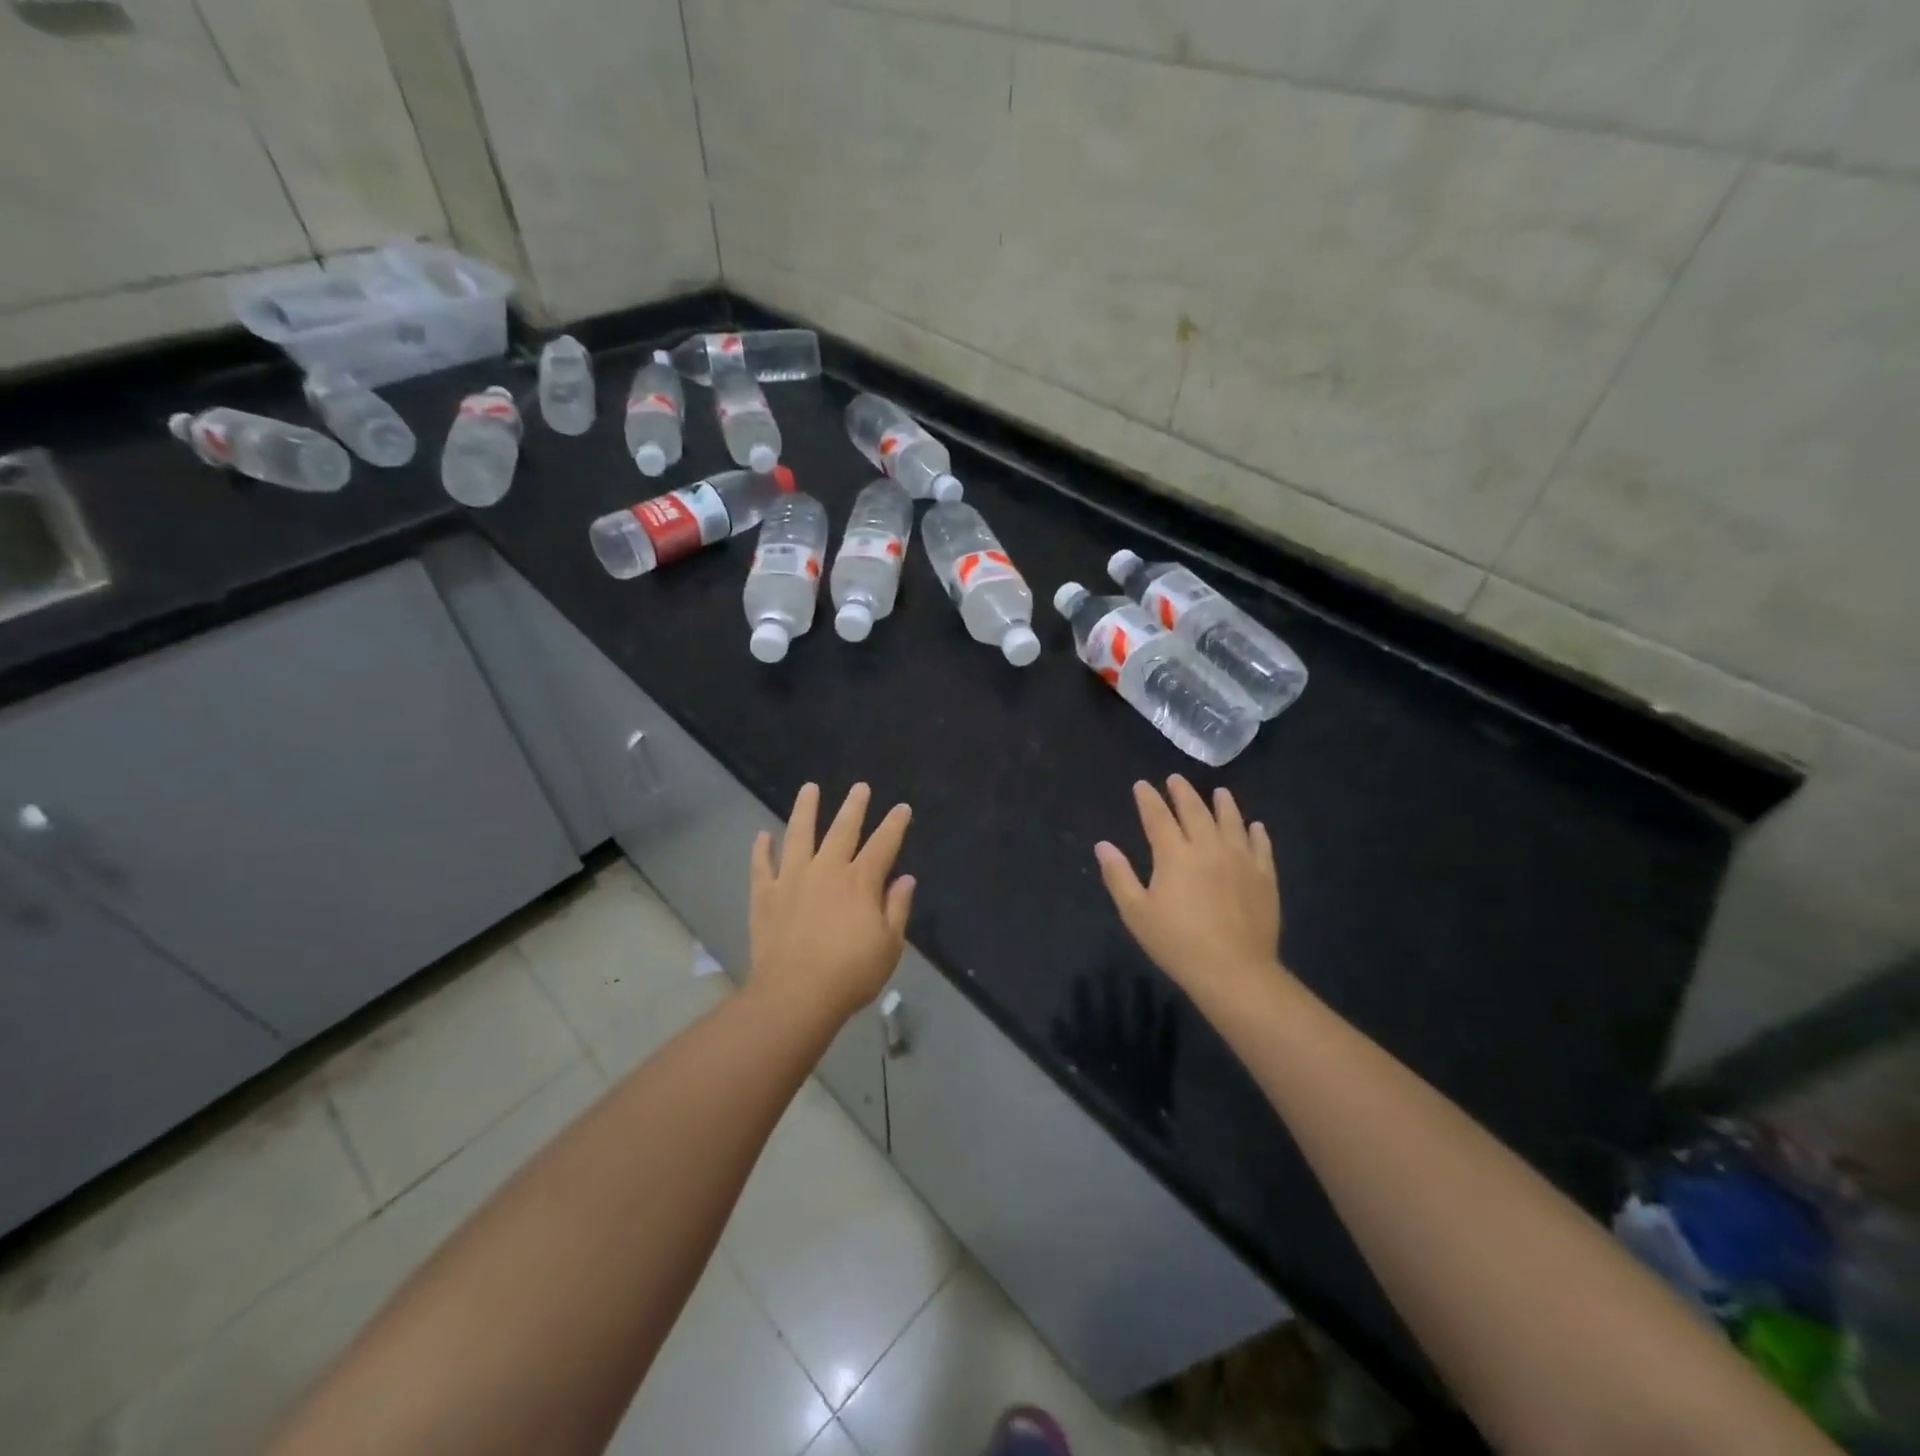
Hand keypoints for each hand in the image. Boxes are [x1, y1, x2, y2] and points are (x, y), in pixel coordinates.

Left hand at [749, 783, 914, 1023]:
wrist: (795, 994)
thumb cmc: (850, 973)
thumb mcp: (889, 946)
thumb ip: (897, 908)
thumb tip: (905, 879)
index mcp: (860, 882)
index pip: (883, 845)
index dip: (894, 825)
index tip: (901, 807)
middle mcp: (827, 871)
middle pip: (842, 830)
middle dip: (854, 807)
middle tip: (859, 787)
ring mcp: (792, 879)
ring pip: (799, 835)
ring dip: (805, 810)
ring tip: (809, 788)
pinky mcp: (765, 896)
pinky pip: (761, 866)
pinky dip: (762, 849)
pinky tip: (763, 835)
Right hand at [1095, 777, 1284, 1007]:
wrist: (1235, 971)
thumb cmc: (1178, 943)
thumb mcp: (1136, 913)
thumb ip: (1118, 875)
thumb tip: (1103, 845)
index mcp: (1174, 854)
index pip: (1158, 817)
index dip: (1148, 798)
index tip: (1142, 785)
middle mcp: (1208, 847)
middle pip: (1195, 810)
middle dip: (1182, 792)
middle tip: (1176, 779)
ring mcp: (1240, 859)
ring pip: (1231, 821)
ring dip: (1223, 804)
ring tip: (1219, 792)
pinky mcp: (1264, 876)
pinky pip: (1261, 846)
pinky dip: (1256, 832)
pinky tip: (1255, 827)